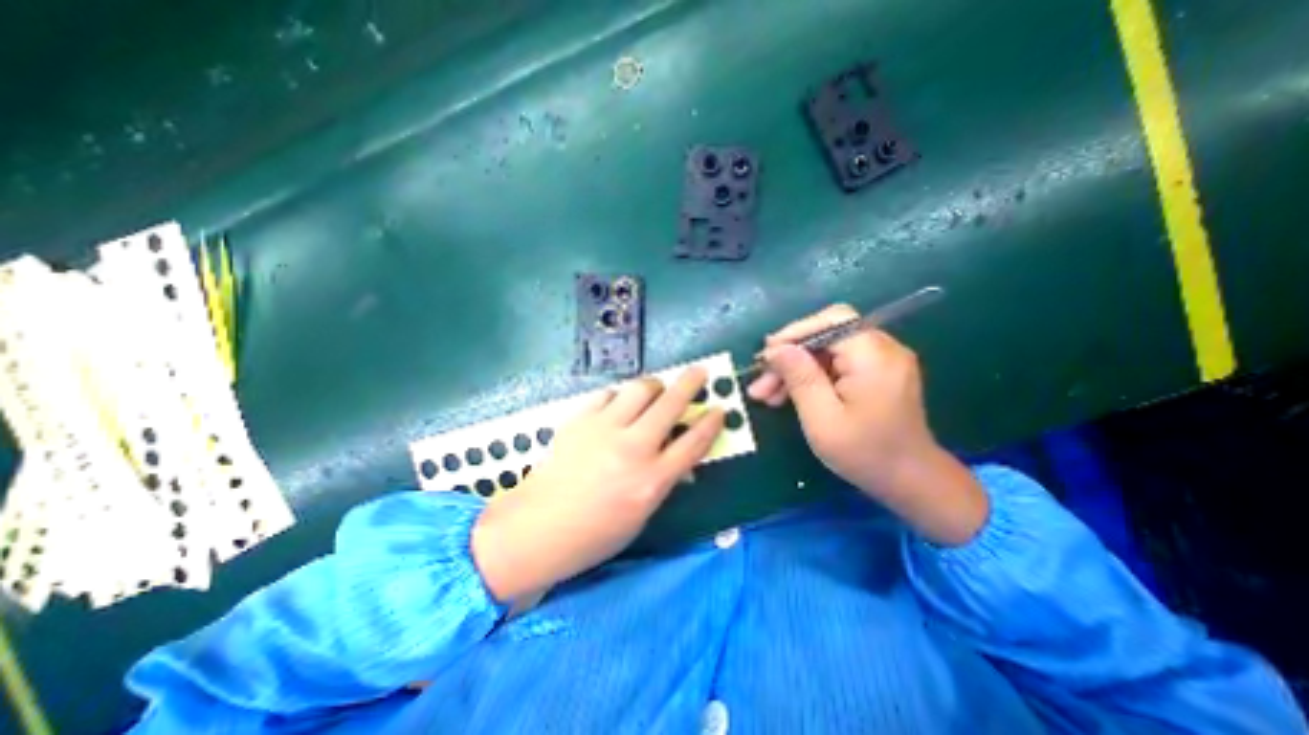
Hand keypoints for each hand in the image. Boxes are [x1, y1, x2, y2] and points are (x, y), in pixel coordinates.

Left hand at [468, 368, 719, 602]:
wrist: (537, 528)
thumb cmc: (595, 534)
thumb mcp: (641, 515)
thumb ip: (664, 480)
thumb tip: (681, 457)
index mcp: (651, 480)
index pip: (693, 443)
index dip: (711, 422)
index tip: (720, 408)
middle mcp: (632, 449)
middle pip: (671, 404)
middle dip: (691, 382)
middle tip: (699, 371)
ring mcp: (603, 430)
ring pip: (640, 389)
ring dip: (654, 386)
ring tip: (656, 390)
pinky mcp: (580, 420)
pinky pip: (608, 395)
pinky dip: (619, 396)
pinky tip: (618, 406)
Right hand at [745, 300, 980, 543]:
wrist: (911, 482)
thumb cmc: (865, 453)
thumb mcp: (823, 418)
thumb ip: (800, 377)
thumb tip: (776, 348)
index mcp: (873, 355)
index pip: (830, 321)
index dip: (794, 333)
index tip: (766, 357)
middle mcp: (882, 348)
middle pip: (825, 336)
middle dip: (790, 357)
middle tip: (761, 383)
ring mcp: (881, 360)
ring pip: (826, 351)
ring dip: (795, 369)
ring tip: (767, 395)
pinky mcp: (877, 373)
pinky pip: (836, 364)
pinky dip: (812, 376)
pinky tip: (789, 395)